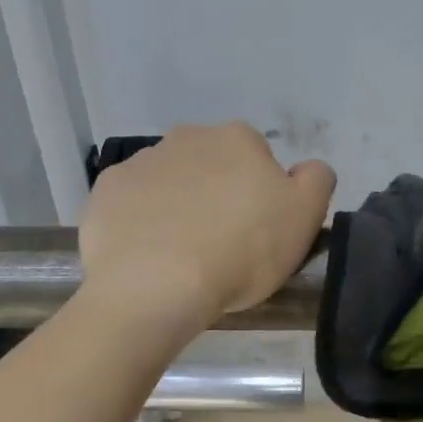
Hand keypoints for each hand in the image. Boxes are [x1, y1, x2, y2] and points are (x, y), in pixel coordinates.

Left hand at [79, 123, 335, 335]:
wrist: (156, 284)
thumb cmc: (242, 252)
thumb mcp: (305, 217)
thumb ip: (316, 181)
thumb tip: (306, 169)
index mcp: (239, 140)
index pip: (258, 159)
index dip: (260, 195)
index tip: (257, 231)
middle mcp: (188, 137)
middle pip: (210, 165)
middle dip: (215, 194)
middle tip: (220, 244)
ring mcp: (141, 162)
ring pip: (169, 182)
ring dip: (176, 205)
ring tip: (179, 255)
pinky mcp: (105, 191)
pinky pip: (131, 203)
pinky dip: (139, 221)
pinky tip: (145, 253)